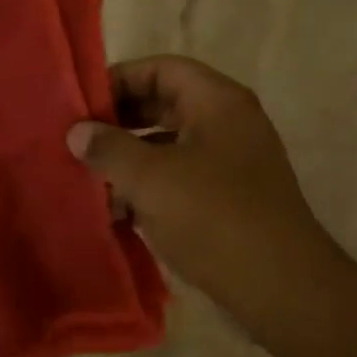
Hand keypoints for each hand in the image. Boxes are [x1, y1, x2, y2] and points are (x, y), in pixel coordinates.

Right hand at [66, 56, 329, 339]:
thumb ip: (109, 149)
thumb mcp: (151, 178)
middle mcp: (227, 125)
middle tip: (78, 140)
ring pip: (168, 146)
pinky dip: (147, 188)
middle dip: (119, 122)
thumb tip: (77, 132)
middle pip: (164, 105)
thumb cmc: (214, 218)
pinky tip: (115, 211)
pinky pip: (178, 180)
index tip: (81, 104)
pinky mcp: (225, 201)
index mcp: (218, 103)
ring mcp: (229, 165)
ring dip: (128, 159)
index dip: (119, 79)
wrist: (279, 287)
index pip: (161, 68)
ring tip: (88, 176)